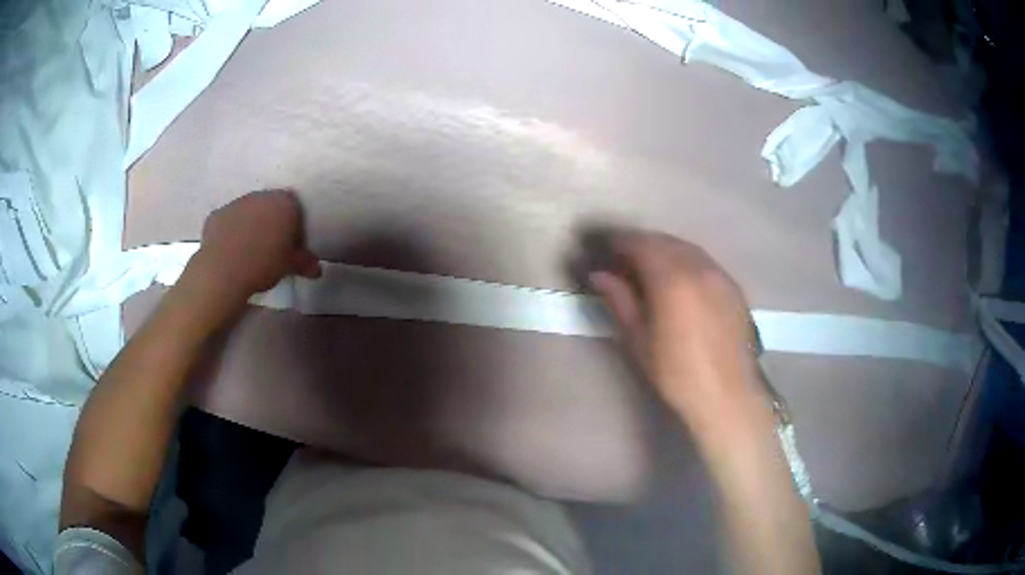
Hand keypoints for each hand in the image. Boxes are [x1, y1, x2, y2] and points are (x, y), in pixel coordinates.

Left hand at [184, 190, 321, 304]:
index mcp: (285, 203)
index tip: (292, 246)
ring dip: (251, 225)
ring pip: (248, 211)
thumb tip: (316, 269)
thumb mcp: (289, 266)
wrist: (223, 270)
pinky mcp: (216, 215)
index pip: (295, 208)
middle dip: (272, 222)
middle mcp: (261, 196)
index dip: (294, 226)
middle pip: (271, 206)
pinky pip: (228, 222)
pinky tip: (230, 252)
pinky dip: (230, 232)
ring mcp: (236, 203)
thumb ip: (303, 262)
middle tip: (272, 248)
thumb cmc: (264, 264)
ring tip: (249, 251)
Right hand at [587, 231, 759, 418]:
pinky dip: (685, 261)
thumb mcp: (639, 340)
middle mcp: (699, 267)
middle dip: (641, 244)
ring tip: (648, 266)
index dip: (619, 242)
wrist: (728, 394)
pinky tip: (679, 279)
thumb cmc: (676, 373)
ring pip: (687, 249)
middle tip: (622, 257)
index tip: (603, 248)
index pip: (640, 245)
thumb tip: (599, 275)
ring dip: (664, 250)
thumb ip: (619, 300)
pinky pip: (704, 262)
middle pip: (664, 242)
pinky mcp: (734, 287)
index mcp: (672, 279)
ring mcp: (720, 274)